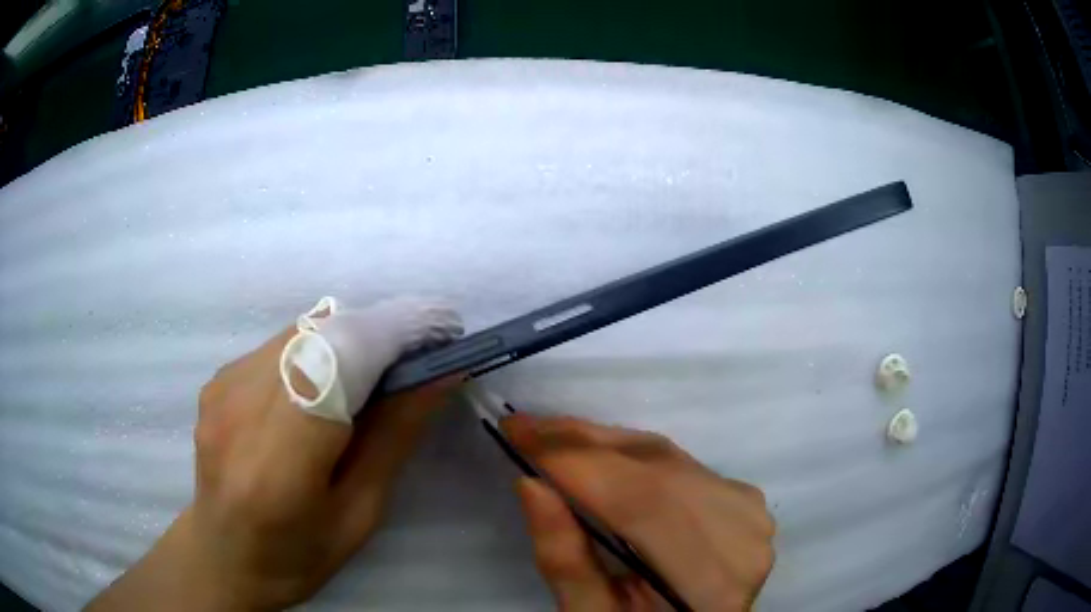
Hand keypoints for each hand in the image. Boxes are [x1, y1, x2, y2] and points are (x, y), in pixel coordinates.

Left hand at [87, 299, 462, 611]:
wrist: (223, 554)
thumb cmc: (298, 554)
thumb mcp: (359, 513)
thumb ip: (394, 439)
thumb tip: (438, 374)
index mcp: (279, 462)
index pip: (338, 365)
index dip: (394, 334)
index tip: (443, 331)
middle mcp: (240, 409)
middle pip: (320, 334)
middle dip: (380, 329)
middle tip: (422, 350)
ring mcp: (223, 387)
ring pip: (301, 330)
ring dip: (351, 336)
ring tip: (382, 367)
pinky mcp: (218, 377)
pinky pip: (280, 344)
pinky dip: (319, 348)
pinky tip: (331, 381)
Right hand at [503, 414, 774, 611]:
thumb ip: (564, 560)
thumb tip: (531, 483)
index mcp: (711, 584)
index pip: (644, 503)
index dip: (579, 463)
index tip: (517, 432)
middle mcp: (743, 538)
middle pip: (657, 470)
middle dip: (582, 444)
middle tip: (524, 429)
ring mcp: (750, 512)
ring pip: (666, 456)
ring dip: (602, 444)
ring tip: (550, 438)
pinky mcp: (742, 497)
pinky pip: (678, 461)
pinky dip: (630, 453)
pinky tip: (595, 454)